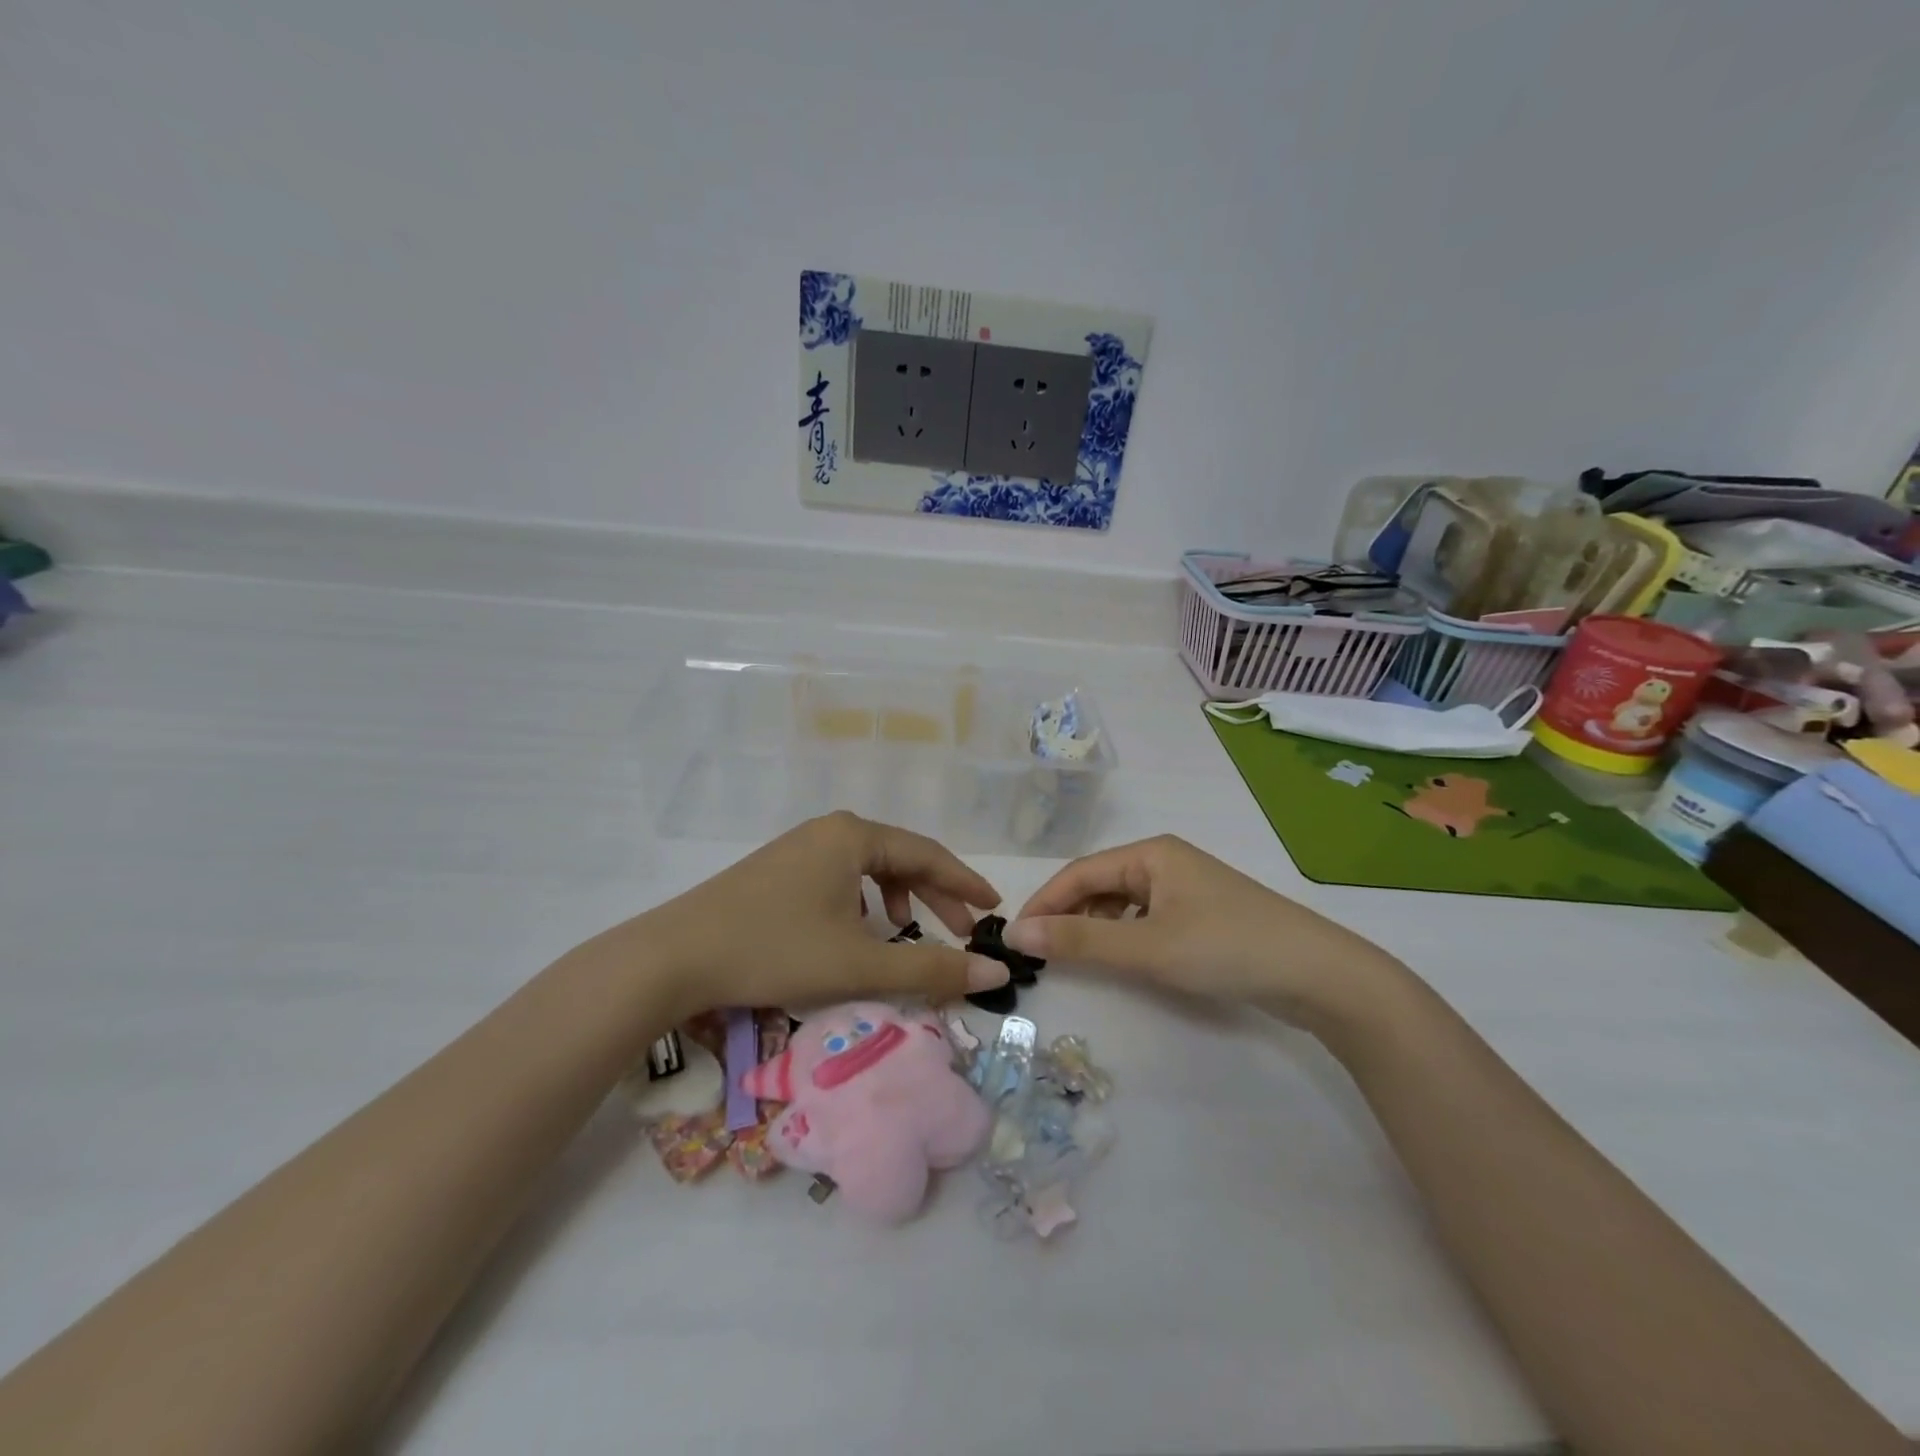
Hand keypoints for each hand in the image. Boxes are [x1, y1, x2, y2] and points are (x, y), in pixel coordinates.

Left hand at [589, 812, 1010, 1017]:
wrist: (673, 957)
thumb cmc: (775, 950)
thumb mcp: (860, 964)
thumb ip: (932, 969)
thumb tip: (997, 975)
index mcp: (854, 836)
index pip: (928, 853)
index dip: (965, 883)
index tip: (994, 909)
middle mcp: (829, 830)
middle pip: (900, 858)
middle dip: (935, 895)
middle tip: (962, 931)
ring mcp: (799, 847)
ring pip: (868, 868)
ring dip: (898, 898)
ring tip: (906, 931)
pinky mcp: (777, 870)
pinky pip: (839, 877)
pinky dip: (863, 902)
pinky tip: (855, 930)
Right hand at [1006, 834, 1401, 1020]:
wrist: (1319, 975)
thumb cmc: (1227, 948)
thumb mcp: (1147, 946)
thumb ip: (1080, 941)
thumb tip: (1017, 935)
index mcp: (1151, 853)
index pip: (1079, 873)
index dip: (1044, 903)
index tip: (1015, 937)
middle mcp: (1165, 862)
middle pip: (1099, 884)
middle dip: (1066, 914)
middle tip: (1038, 953)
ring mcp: (1186, 889)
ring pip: (1122, 903)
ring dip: (1094, 927)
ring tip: (1073, 957)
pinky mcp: (1202, 917)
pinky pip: (1146, 919)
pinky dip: (1124, 936)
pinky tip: (1121, 958)